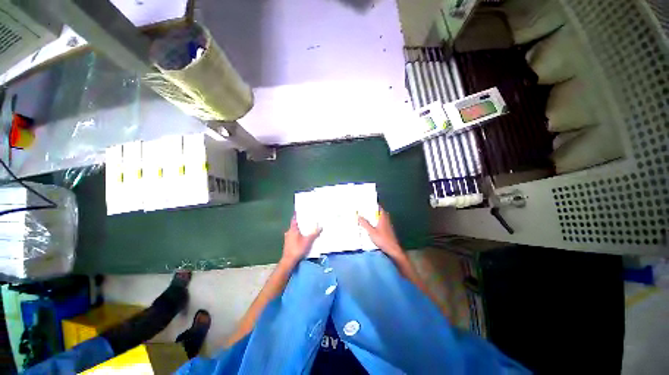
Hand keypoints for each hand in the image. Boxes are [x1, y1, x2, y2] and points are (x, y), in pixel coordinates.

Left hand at [282, 215, 320, 265]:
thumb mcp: (308, 241)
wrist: (289, 261)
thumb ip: (314, 234)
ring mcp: (287, 238)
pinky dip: (297, 235)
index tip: (299, 211)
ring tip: (305, 228)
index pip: (294, 219)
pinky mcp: (288, 244)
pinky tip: (302, 237)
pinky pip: (293, 236)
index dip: (297, 215)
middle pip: (294, 225)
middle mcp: (289, 232)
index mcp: (293, 229)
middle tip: (306, 219)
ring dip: (299, 229)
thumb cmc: (298, 249)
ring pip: (293, 231)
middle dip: (300, 222)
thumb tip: (321, 227)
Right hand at [358, 207, 403, 259]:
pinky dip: (375, 223)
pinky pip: (380, 223)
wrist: (393, 249)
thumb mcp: (371, 232)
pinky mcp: (387, 230)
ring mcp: (387, 225)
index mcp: (383, 217)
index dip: (373, 205)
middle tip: (363, 210)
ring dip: (373, 217)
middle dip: (371, 211)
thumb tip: (359, 216)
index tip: (366, 203)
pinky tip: (370, 226)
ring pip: (379, 218)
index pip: (379, 207)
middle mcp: (386, 219)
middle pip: (378, 212)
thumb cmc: (382, 239)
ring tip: (365, 217)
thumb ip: (365, 223)